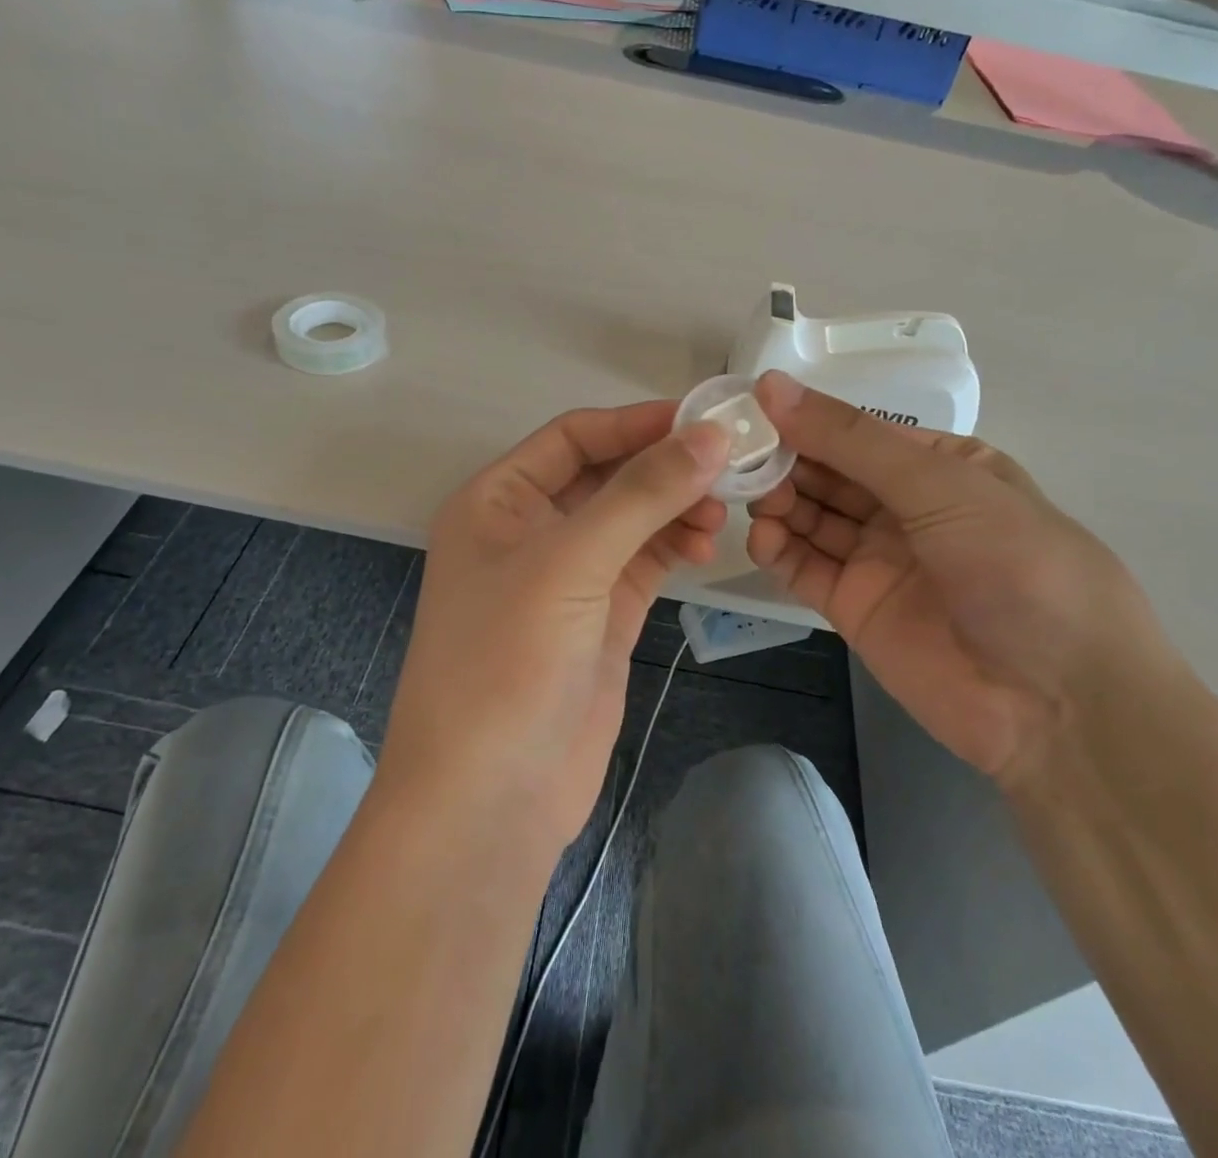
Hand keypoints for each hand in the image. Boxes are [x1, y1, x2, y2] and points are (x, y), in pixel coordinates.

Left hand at [380, 402, 728, 850]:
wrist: (489, 800)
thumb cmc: (507, 662)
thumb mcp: (570, 563)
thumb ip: (641, 494)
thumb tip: (711, 435)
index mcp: (497, 501)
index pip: (572, 437)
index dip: (635, 422)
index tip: (703, 418)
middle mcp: (529, 530)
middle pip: (606, 475)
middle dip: (663, 467)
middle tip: (728, 464)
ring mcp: (567, 578)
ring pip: (631, 519)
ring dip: (674, 508)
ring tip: (719, 512)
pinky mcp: (600, 618)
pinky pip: (644, 562)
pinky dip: (674, 547)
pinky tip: (704, 545)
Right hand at [747, 372, 1180, 785]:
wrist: (1059, 704)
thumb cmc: (1016, 567)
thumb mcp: (940, 485)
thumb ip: (850, 439)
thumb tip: (771, 386)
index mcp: (940, 466)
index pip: (857, 431)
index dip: (805, 418)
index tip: (750, 410)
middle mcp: (905, 507)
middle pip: (828, 472)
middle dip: (784, 460)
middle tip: (736, 457)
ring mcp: (878, 559)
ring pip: (810, 516)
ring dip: (776, 501)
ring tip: (746, 496)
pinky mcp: (854, 607)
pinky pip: (805, 567)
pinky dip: (777, 549)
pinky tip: (761, 537)